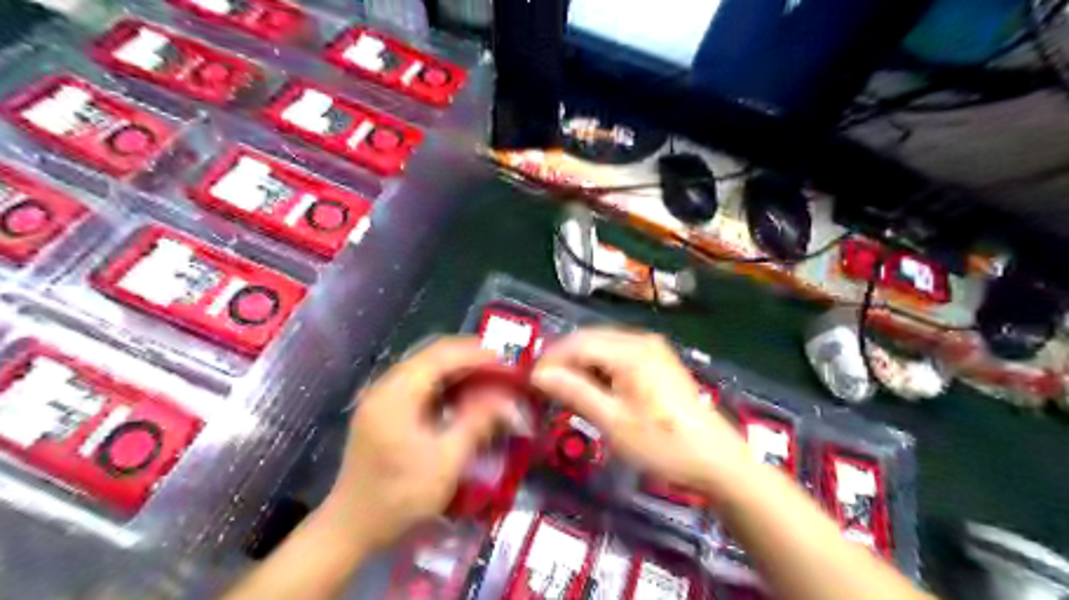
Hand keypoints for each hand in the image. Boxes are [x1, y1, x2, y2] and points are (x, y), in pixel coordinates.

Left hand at [321, 335, 523, 550]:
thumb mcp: (446, 461)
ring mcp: (381, 397)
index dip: (477, 355)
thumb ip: (477, 422)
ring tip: (489, 379)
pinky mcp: (383, 410)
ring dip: (458, 370)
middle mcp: (385, 386)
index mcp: (396, 394)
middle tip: (503, 370)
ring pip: (426, 368)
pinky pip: (419, 384)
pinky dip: (445, 384)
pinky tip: (462, 396)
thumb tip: (507, 397)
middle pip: (432, 356)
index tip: (508, 363)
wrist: (350, 529)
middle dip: (470, 359)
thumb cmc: (399, 497)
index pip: (441, 356)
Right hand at [531, 331, 749, 493]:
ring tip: (563, 390)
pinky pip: (618, 354)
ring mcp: (652, 348)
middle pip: (589, 339)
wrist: (716, 460)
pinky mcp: (658, 360)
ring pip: (602, 345)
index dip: (550, 360)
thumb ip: (575, 393)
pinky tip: (592, 387)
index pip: (577, 344)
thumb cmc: (663, 444)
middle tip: (542, 387)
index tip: (530, 382)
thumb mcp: (614, 422)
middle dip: (563, 360)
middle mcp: (641, 340)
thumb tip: (539, 375)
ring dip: (580, 364)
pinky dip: (599, 367)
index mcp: (631, 352)